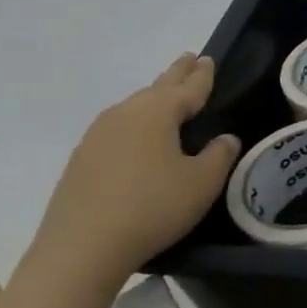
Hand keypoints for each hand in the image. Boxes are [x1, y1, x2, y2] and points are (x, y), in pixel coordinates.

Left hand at [30, 53, 240, 291]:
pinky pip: (116, 128)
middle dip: (177, 74)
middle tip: (189, 59)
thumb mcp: (201, 184)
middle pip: (157, 87)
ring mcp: (97, 134)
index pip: (188, 87)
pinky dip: (134, 123)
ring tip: (166, 95)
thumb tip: (225, 138)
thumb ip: (219, 155)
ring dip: (153, 97)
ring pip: (134, 106)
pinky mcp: (81, 158)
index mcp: (158, 112)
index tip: (208, 60)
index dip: (202, 75)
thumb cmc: (152, 208)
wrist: (81, 248)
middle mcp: (126, 113)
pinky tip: (135, 136)